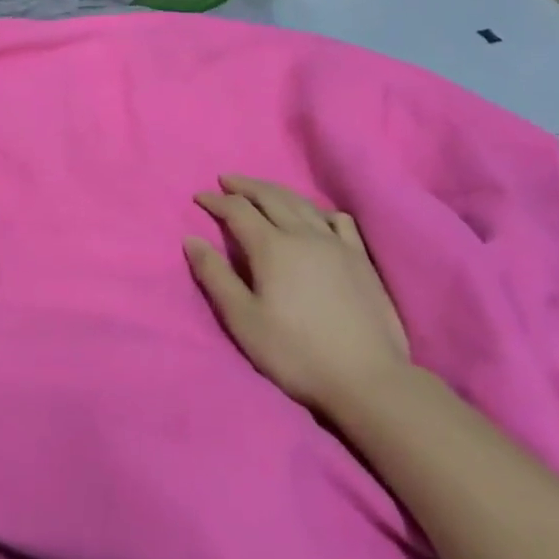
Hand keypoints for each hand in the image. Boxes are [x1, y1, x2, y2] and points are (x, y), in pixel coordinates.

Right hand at [186, 175, 409, 417]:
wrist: (367, 378)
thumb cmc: (295, 351)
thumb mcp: (242, 319)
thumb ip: (215, 275)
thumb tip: (191, 240)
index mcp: (272, 247)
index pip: (238, 210)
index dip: (216, 200)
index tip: (199, 196)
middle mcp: (304, 235)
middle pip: (271, 197)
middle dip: (245, 186)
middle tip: (226, 180)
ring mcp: (337, 244)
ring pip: (303, 204)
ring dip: (277, 191)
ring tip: (262, 190)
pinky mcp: (360, 259)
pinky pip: (339, 221)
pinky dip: (319, 211)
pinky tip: (317, 216)